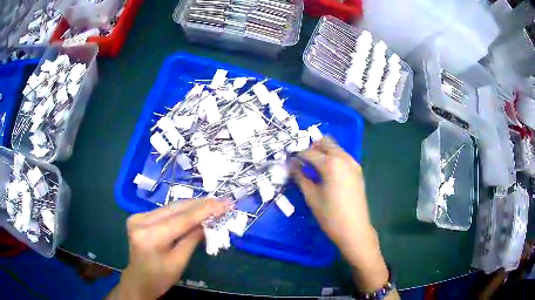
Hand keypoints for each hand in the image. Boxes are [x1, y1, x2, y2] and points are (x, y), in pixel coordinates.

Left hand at [108, 199, 229, 299]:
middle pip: (175, 210)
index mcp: (150, 237)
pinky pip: (164, 212)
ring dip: (191, 206)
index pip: (181, 220)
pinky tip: (194, 210)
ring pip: (170, 208)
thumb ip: (192, 239)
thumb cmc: (160, 277)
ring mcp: (138, 217)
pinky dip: (181, 211)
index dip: (204, 211)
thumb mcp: (179, 261)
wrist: (139, 280)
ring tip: (211, 204)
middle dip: (199, 205)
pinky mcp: (139, 217)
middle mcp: (140, 221)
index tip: (223, 204)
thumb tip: (208, 222)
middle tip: (220, 202)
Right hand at [292, 138, 390, 293]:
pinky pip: (343, 156)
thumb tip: (292, 165)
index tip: (289, 160)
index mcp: (331, 164)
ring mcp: (353, 164)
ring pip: (336, 148)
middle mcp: (344, 158)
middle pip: (325, 143)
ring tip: (313, 165)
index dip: (297, 155)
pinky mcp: (358, 171)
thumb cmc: (330, 216)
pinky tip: (327, 171)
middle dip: (312, 147)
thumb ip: (301, 177)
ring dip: (323, 151)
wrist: (355, 229)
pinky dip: (333, 157)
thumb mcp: (311, 197)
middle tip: (302, 160)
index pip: (309, 152)